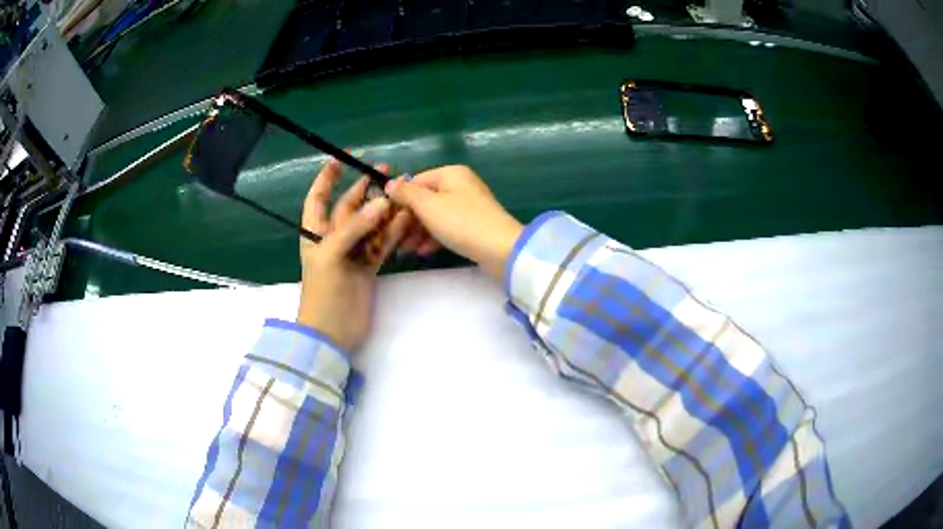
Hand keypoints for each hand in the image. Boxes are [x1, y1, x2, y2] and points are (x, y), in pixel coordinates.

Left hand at [297, 159, 409, 350]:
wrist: (332, 332)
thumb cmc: (323, 293)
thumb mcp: (331, 256)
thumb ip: (355, 228)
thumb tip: (382, 202)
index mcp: (315, 232)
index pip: (318, 197)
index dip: (327, 177)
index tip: (342, 158)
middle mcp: (333, 238)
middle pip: (349, 206)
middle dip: (365, 188)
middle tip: (387, 172)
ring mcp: (352, 252)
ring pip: (370, 223)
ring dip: (385, 210)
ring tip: (403, 196)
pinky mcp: (368, 266)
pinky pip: (381, 243)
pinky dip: (392, 232)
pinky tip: (405, 220)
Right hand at [385, 165, 522, 279]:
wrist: (500, 249)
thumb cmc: (460, 222)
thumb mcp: (428, 205)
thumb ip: (406, 193)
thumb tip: (389, 184)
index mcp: (450, 173)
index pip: (415, 181)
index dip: (399, 199)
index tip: (385, 218)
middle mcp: (460, 184)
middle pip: (425, 199)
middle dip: (408, 219)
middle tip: (393, 238)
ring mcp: (468, 205)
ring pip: (435, 215)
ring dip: (418, 231)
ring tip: (404, 250)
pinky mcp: (473, 224)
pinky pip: (447, 227)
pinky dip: (433, 237)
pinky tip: (422, 252)